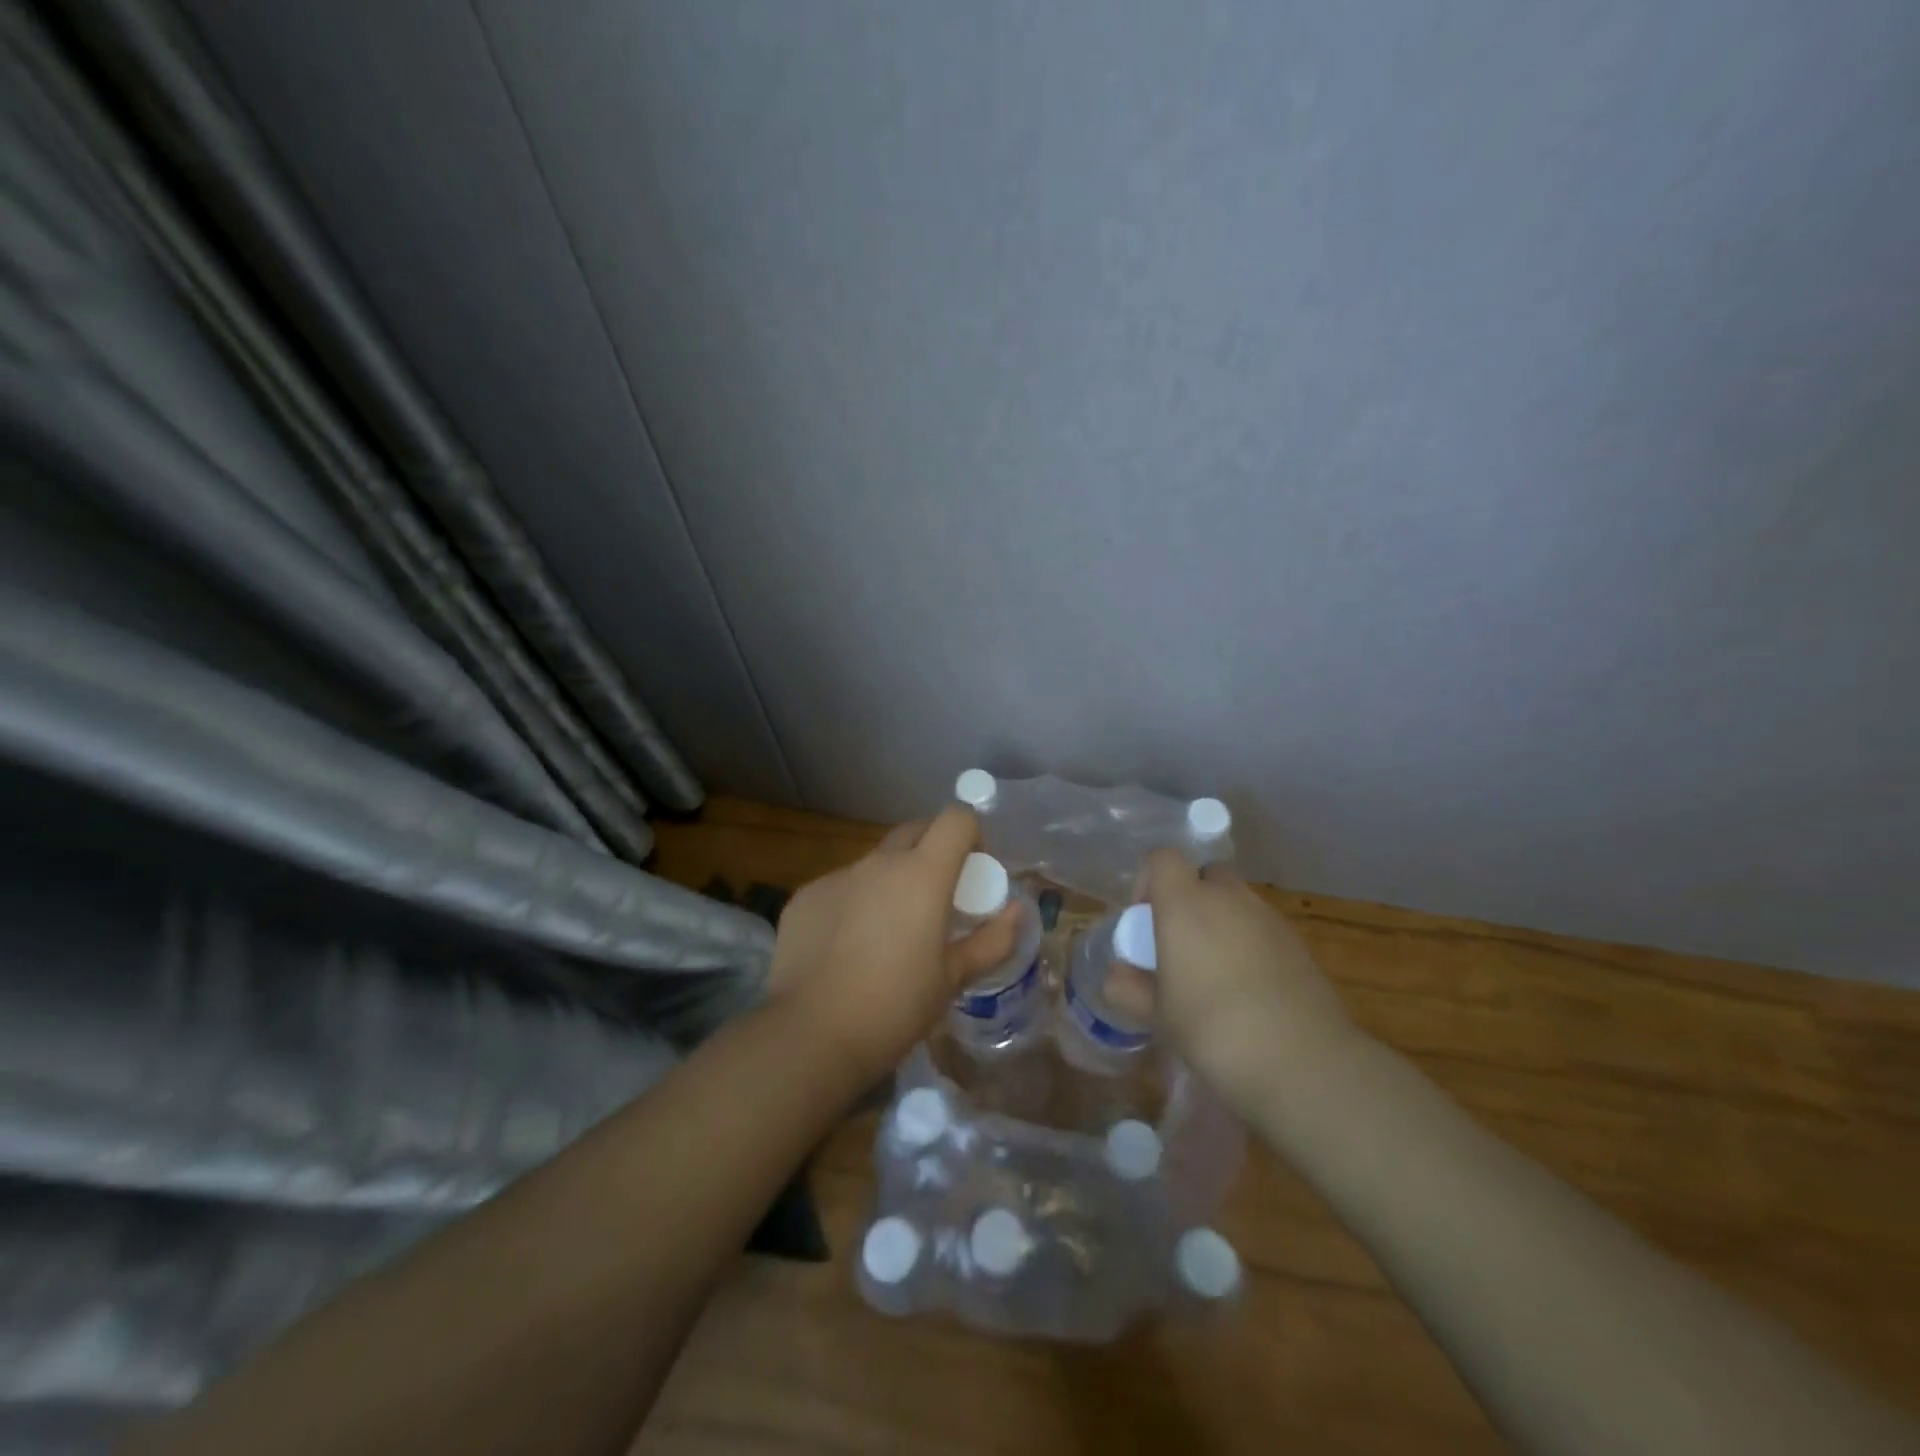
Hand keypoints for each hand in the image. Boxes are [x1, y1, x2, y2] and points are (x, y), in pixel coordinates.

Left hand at [768, 806, 1019, 1081]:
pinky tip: (847, 948)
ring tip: (889, 931)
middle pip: (915, 831)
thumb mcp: (953, 979)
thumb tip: (1017, 911)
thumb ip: (992, 940)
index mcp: (922, 874)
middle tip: (938, 895)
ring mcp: (837, 877)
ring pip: (875, 862)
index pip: (955, 819)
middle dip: (933, 850)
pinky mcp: (805, 897)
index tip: (973, 868)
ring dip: (891, 880)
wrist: (811, 1036)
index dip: (971, 834)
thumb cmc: (895, 1007)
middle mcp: (878, 862)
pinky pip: (841, 887)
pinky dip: (854, 903)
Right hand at [1137, 849, 1364, 1115]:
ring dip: (1222, 922)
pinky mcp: (1298, 944)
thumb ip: (1129, 988)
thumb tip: (1116, 976)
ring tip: (1214, 974)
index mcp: (1185, 903)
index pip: (1163, 858)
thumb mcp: (1157, 1015)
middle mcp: (1228, 898)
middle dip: (1191, 898)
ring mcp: (1269, 918)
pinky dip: (1250, 945)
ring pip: (1237, 902)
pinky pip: (1263, 929)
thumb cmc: (1212, 1028)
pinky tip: (1249, 992)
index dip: (1149, 880)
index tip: (1145, 920)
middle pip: (1206, 874)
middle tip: (1180, 943)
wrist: (1300, 1061)